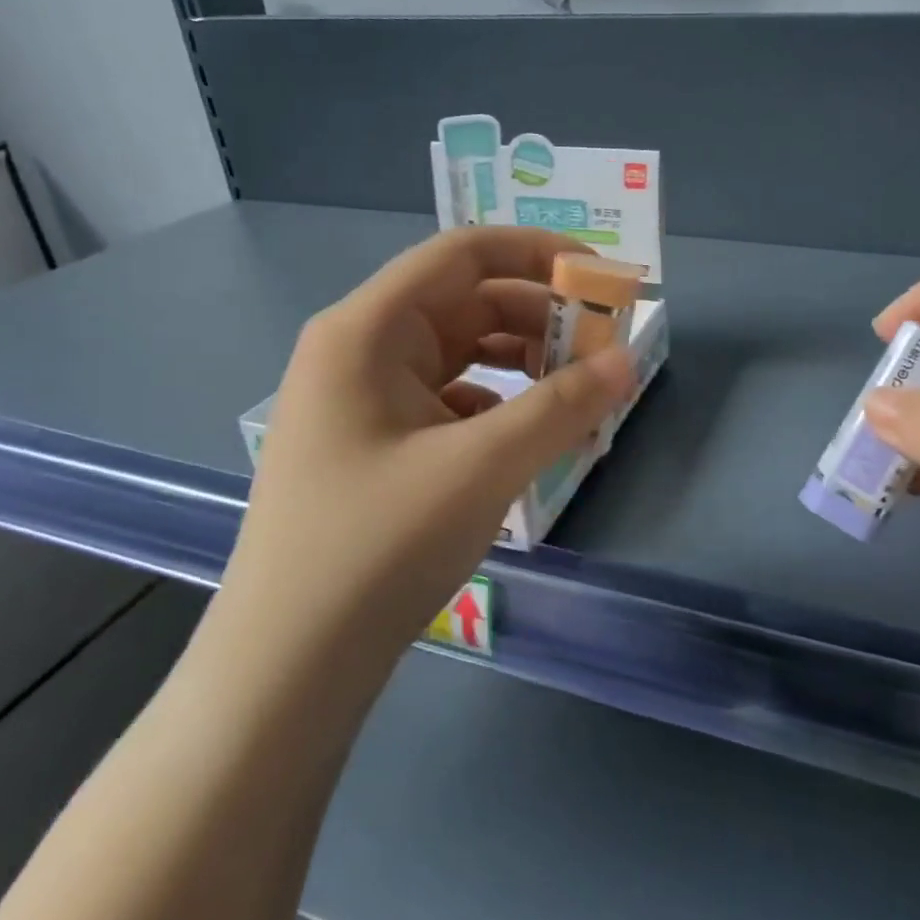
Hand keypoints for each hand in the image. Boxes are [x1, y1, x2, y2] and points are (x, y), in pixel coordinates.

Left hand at [220, 228, 634, 670]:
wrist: (290, 666)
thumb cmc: (377, 547)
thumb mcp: (482, 467)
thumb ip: (562, 406)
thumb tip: (629, 361)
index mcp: (368, 329)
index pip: (464, 253)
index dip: (539, 253)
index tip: (603, 277)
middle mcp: (361, 349)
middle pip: (466, 302)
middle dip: (542, 317)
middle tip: (606, 348)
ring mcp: (364, 399)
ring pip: (461, 353)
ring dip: (525, 363)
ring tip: (580, 391)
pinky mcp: (376, 443)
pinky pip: (451, 399)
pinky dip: (499, 405)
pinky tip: (529, 436)